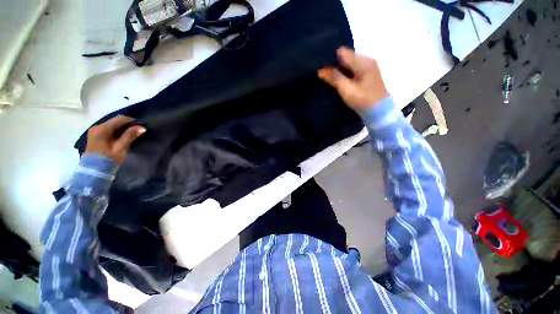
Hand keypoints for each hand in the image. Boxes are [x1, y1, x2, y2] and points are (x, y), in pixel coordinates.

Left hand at [85, 116, 145, 164]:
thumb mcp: (121, 148)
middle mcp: (96, 127)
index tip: (141, 126)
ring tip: (131, 134)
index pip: (119, 119)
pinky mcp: (95, 136)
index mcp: (102, 129)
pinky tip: (122, 137)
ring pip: (112, 125)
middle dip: (126, 124)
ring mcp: (94, 131)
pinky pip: (108, 129)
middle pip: (114, 121)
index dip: (131, 121)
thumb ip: (130, 136)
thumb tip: (142, 127)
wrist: (94, 172)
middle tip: (137, 131)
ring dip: (122, 128)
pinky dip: (116, 131)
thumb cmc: (108, 160)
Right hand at [318, 46, 387, 110]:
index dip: (331, 58)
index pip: (342, 52)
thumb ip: (334, 78)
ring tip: (330, 79)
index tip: (322, 69)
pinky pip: (352, 70)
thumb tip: (320, 70)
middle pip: (346, 57)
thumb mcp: (346, 90)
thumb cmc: (363, 100)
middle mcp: (366, 60)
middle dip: (334, 65)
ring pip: (348, 64)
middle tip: (324, 76)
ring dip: (339, 70)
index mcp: (363, 61)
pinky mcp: (368, 74)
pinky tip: (339, 82)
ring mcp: (368, 67)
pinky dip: (345, 74)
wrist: (380, 112)